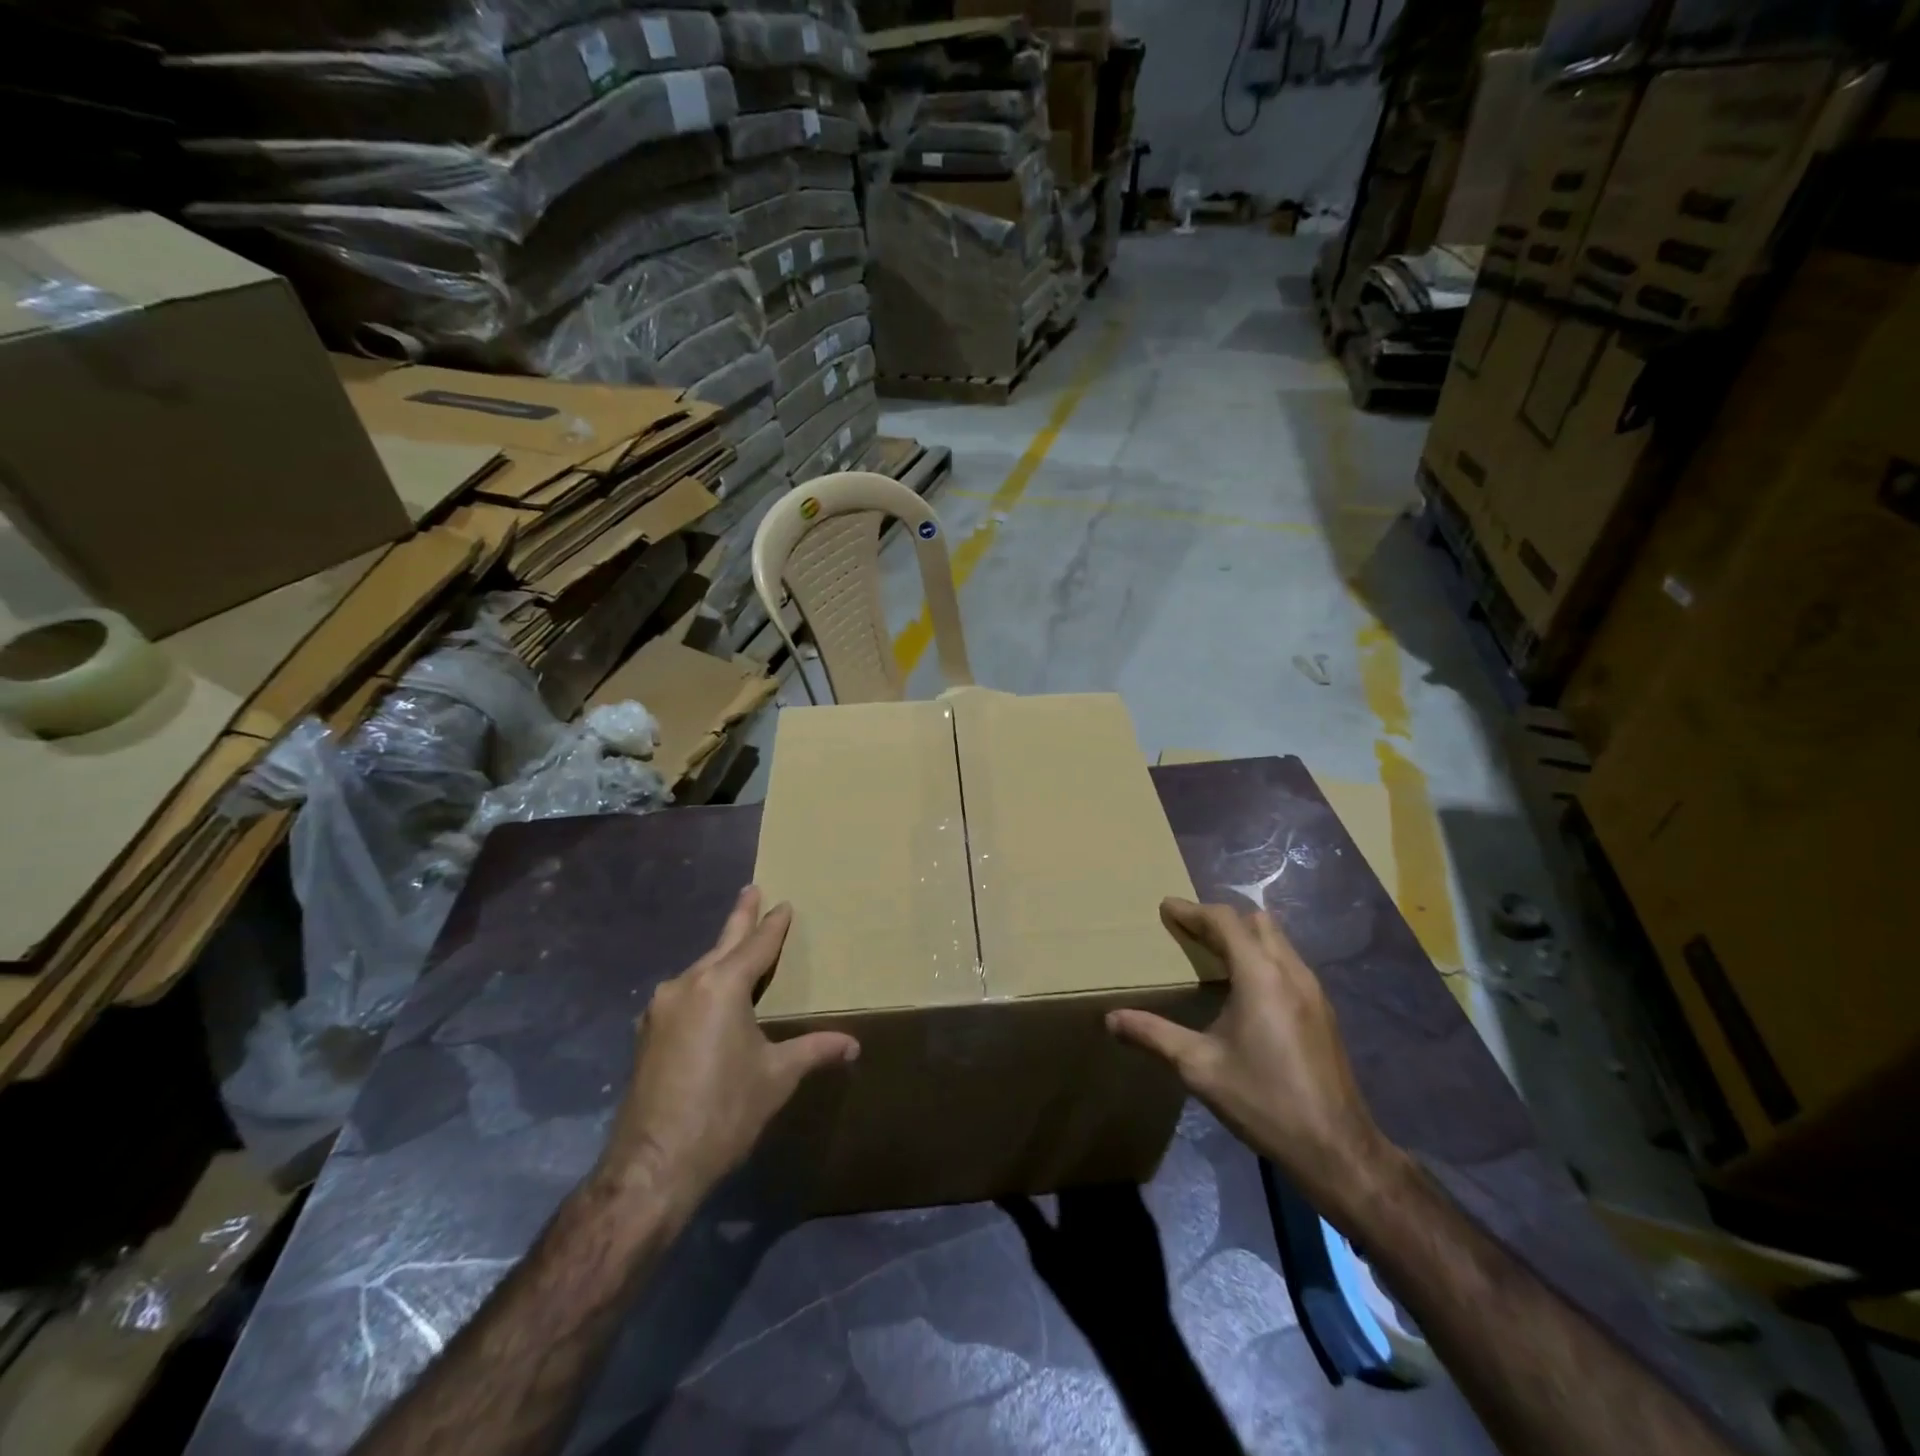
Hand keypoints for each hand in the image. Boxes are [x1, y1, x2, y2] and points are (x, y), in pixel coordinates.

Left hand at [592, 887, 858, 1221]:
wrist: (653, 1165)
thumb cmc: (724, 1111)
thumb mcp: (776, 1078)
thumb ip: (814, 1051)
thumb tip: (852, 1045)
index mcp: (722, 986)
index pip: (756, 945)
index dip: (773, 925)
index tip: (784, 904)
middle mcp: (687, 986)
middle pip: (722, 945)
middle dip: (740, 918)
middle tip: (751, 889)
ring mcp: (660, 1009)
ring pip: (699, 970)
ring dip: (720, 956)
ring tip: (735, 947)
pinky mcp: (646, 1034)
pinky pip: (683, 994)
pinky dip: (702, 985)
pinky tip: (709, 998)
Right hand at [1107, 898, 1404, 1220]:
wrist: (1336, 1148)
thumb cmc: (1263, 1100)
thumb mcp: (1199, 1068)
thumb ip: (1153, 1036)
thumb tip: (1111, 1020)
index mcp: (1260, 975)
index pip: (1224, 921)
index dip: (1192, 911)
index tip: (1166, 907)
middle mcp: (1291, 972)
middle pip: (1256, 922)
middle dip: (1221, 919)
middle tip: (1189, 931)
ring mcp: (1313, 991)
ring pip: (1277, 941)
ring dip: (1244, 937)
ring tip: (1213, 956)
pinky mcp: (1323, 1012)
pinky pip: (1288, 963)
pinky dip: (1262, 958)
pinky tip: (1245, 990)